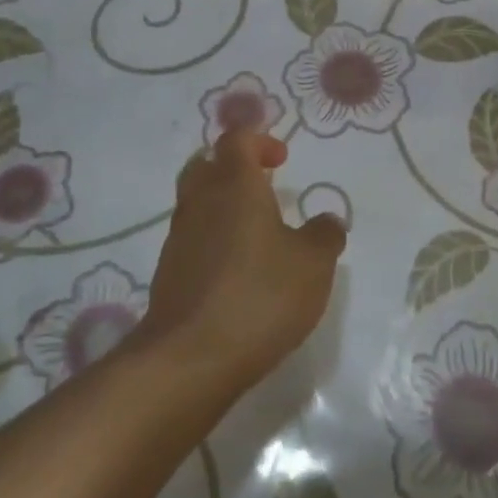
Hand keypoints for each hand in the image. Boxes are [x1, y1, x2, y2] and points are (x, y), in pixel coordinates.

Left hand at [140, 130, 347, 388]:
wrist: (190, 358)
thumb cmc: (259, 295)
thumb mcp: (313, 264)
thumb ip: (325, 235)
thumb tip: (327, 220)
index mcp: (234, 185)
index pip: (237, 139)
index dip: (259, 140)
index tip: (282, 159)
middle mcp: (200, 202)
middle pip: (206, 164)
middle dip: (232, 167)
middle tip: (262, 185)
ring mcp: (178, 239)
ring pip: (196, 202)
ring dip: (222, 205)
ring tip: (256, 231)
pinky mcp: (169, 274)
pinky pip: (192, 239)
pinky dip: (213, 240)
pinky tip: (237, 269)